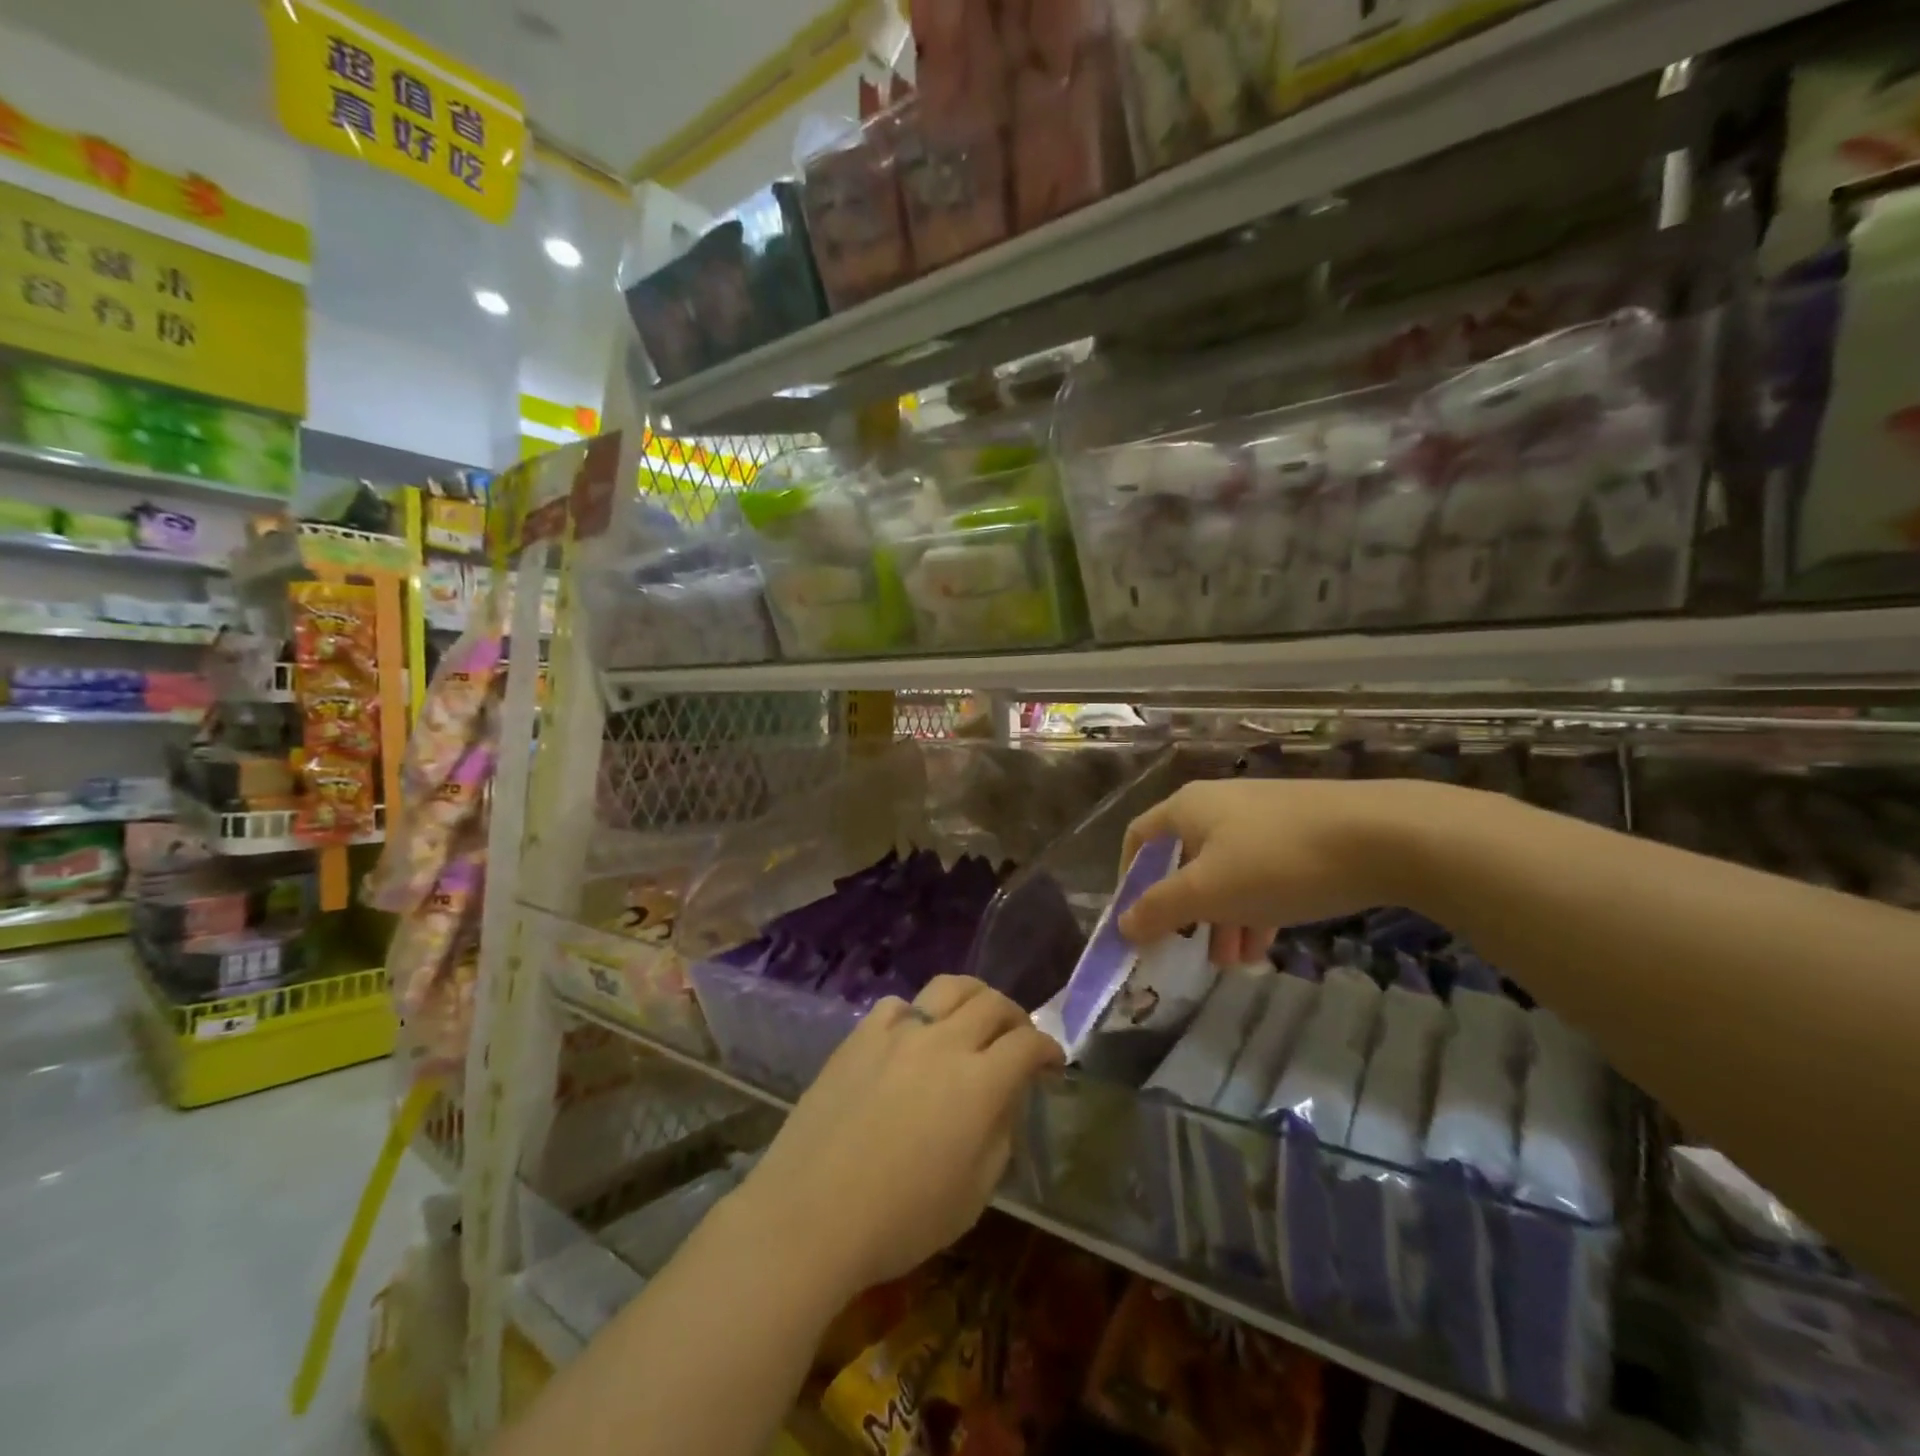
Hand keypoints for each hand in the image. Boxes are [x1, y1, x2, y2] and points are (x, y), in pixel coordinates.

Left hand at [734, 977, 1062, 1299]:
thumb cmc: (900, 1220)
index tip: (1052, 1062)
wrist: (810, 1215)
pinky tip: (913, 1035)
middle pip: (992, 1004)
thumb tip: (1006, 1096)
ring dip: (973, 997)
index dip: (1048, 1049)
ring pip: (948, 987)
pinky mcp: (861, 1035)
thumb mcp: (973, 1195)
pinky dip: (918, 1013)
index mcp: (980, 1083)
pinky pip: (899, 1004)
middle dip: (1016, 1017)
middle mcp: (944, 1043)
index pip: (1028, 1045)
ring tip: (973, 1017)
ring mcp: (898, 1032)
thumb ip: (1000, 1134)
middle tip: (1018, 1037)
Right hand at [1118, 778, 1431, 959]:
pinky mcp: (1302, 833)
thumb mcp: (1209, 892)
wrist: (1385, 835)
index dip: (1129, 879)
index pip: (1139, 838)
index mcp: (1188, 808)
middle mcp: (1220, 805)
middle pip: (1184, 861)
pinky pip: (1262, 873)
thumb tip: (1122, 925)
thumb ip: (1159, 909)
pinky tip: (1266, 944)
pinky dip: (1254, 908)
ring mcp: (1264, 817)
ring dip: (1221, 918)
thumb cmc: (1277, 861)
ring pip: (1226, 872)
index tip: (1136, 920)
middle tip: (1189, 951)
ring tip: (1233, 961)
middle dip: (1184, 911)